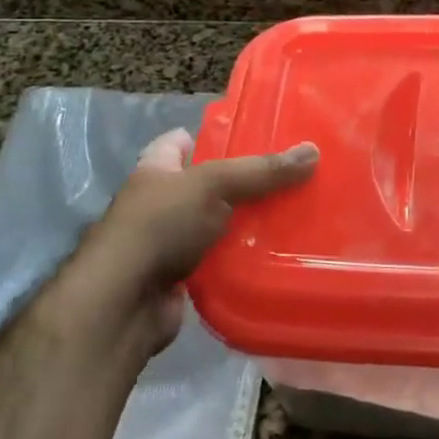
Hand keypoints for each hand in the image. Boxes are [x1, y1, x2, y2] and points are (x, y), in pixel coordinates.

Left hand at [64, 129, 318, 352]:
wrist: (124, 303)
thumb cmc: (160, 226)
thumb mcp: (214, 185)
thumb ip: (262, 171)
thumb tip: (314, 151)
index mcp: (158, 168)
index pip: (185, 140)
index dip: (218, 136)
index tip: (262, 138)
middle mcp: (161, 201)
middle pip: (211, 183)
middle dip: (248, 182)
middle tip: (294, 177)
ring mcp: (171, 240)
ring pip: (220, 223)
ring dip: (250, 223)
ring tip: (297, 213)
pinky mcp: (183, 275)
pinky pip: (222, 258)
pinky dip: (244, 257)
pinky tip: (277, 253)